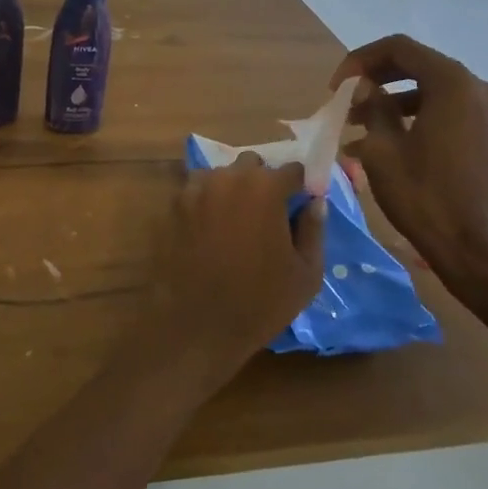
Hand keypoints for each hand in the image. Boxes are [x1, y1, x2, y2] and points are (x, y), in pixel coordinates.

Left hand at [152, 154, 325, 380]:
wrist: (195, 323)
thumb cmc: (259, 302)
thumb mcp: (306, 273)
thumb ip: (314, 230)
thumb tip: (316, 202)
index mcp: (265, 188)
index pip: (292, 170)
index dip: (300, 186)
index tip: (302, 203)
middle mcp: (227, 178)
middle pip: (252, 165)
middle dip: (263, 182)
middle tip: (268, 215)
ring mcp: (194, 189)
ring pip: (220, 176)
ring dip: (231, 189)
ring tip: (236, 223)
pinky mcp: (171, 206)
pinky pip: (196, 192)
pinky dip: (206, 203)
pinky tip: (210, 232)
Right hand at [332, 34, 487, 287]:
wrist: (478, 250)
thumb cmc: (425, 197)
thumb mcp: (383, 150)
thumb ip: (372, 107)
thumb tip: (364, 87)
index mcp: (453, 85)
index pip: (400, 49)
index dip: (360, 60)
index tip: (336, 87)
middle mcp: (479, 89)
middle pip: (418, 66)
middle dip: (376, 80)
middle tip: (344, 103)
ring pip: (432, 90)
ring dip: (393, 101)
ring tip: (358, 127)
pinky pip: (448, 111)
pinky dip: (416, 117)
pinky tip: (388, 144)